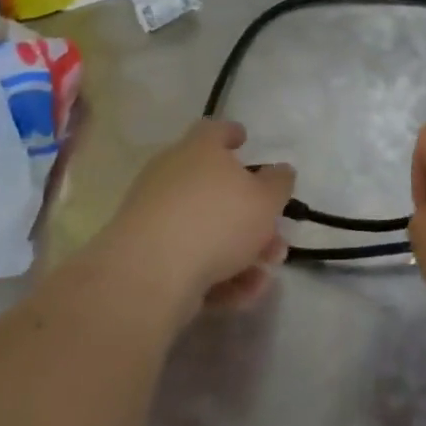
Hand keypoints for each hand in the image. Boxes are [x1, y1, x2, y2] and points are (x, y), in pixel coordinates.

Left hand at [106, 120, 292, 315]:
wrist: (149, 274)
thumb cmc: (216, 221)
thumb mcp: (266, 199)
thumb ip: (279, 183)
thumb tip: (279, 172)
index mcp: (198, 151)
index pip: (214, 131)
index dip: (231, 134)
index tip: (243, 140)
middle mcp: (172, 177)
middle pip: (216, 190)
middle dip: (249, 216)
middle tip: (276, 235)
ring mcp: (155, 218)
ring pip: (207, 231)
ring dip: (241, 252)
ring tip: (265, 275)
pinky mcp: (146, 258)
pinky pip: (190, 261)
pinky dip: (218, 275)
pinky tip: (243, 294)